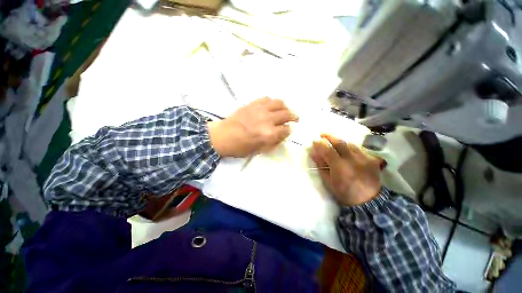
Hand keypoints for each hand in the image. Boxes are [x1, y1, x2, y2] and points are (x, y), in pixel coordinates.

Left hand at [208, 97, 298, 156]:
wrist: (222, 136)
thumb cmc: (240, 147)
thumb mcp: (258, 150)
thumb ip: (273, 142)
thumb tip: (283, 134)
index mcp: (268, 134)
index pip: (286, 129)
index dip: (289, 130)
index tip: (288, 130)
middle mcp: (267, 119)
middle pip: (286, 114)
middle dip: (293, 117)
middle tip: (295, 118)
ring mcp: (260, 109)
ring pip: (279, 103)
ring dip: (285, 107)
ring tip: (285, 110)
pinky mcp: (252, 104)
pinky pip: (267, 98)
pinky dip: (272, 102)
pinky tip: (272, 106)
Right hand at [310, 134, 383, 205]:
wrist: (369, 202)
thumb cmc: (344, 193)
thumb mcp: (328, 181)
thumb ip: (321, 165)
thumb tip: (313, 153)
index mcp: (340, 167)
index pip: (327, 149)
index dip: (319, 143)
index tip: (314, 141)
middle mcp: (353, 160)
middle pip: (340, 142)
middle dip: (329, 136)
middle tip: (322, 134)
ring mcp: (364, 158)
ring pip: (350, 144)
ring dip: (341, 142)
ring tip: (335, 144)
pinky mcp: (372, 160)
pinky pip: (359, 149)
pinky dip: (351, 148)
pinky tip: (348, 151)